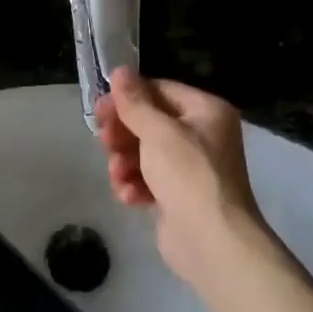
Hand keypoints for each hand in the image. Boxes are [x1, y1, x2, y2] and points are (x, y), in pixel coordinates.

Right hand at [94, 68, 265, 285]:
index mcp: (206, 111)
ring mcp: (191, 167)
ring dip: (125, 162)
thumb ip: (135, 102)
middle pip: (150, 122)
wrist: (212, 241)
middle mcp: (202, 135)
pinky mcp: (178, 195)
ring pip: (144, 152)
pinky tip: (129, 195)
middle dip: (124, 134)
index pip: (160, 90)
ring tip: (118, 174)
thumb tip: (120, 70)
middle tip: (104, 141)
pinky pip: (148, 179)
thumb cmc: (188, 176)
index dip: (128, 97)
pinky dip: (135, 184)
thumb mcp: (158, 132)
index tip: (100, 109)